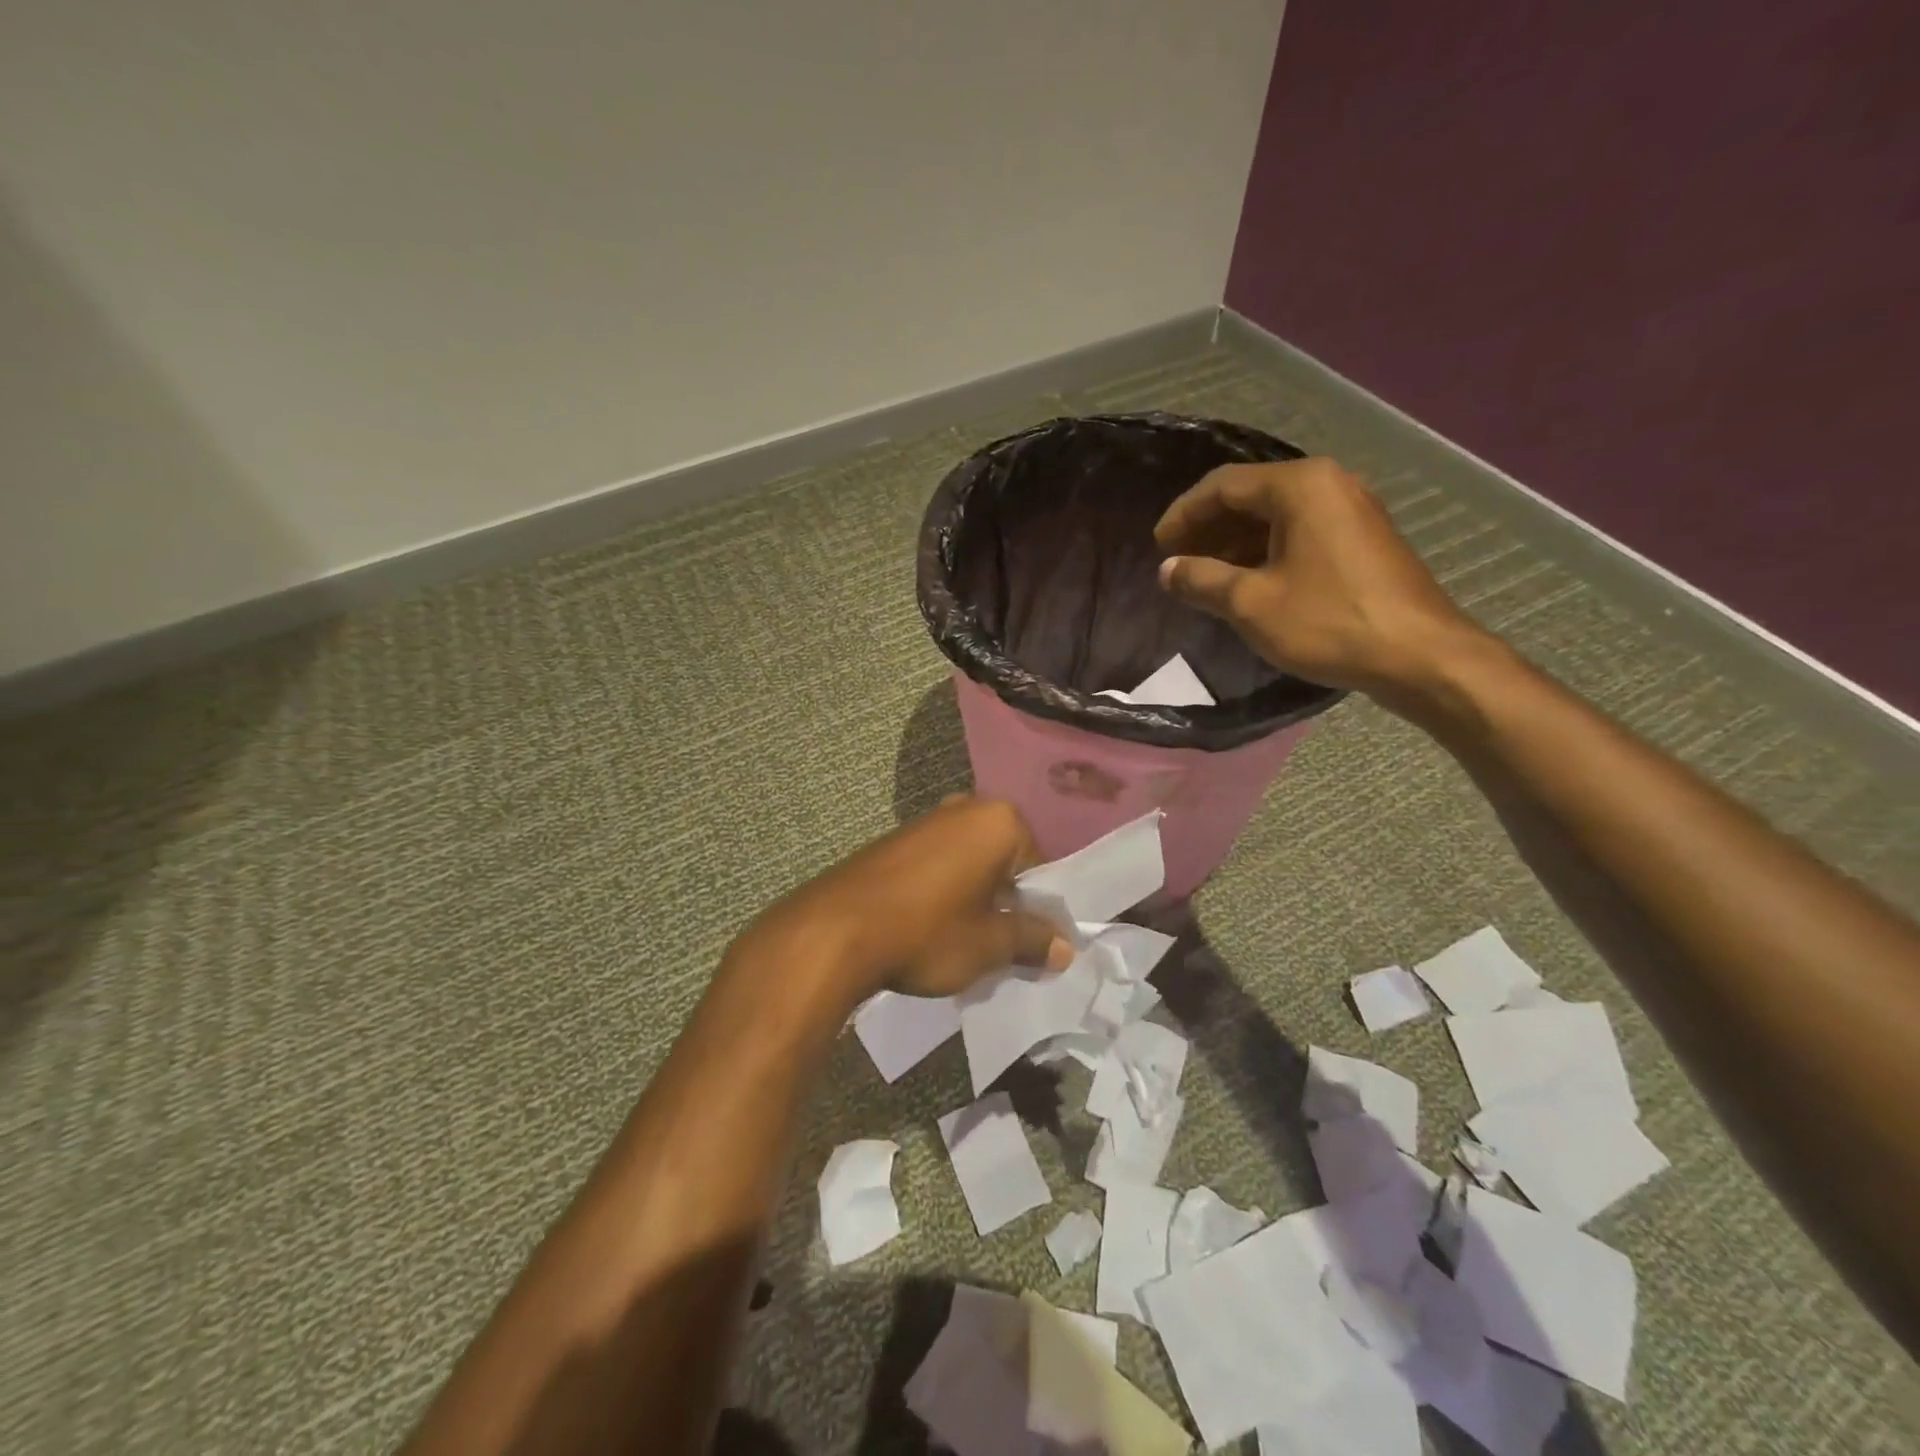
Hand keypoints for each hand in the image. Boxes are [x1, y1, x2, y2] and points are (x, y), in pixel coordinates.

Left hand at [736, 797, 1073, 1003]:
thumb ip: (1032, 940)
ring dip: (974, 898)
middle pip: (1004, 861)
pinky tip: (929, 928)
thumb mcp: (989, 945)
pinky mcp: (895, 840)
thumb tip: (1064, 947)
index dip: (1039, 910)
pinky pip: (938, 864)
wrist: (835, 931)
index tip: (1032, 945)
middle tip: (1000, 945)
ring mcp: (926, 821)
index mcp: (999, 821)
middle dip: (1005, 901)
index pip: (1040, 867)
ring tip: (964, 942)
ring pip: (970, 863)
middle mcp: (965, 808)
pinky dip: (944, 891)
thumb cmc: (927, 932)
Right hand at [1154, 457, 1487, 706]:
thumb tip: (1168, 570)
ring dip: (1235, 541)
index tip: (1158, 545)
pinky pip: (1300, 531)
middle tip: (1177, 560)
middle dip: (1208, 527)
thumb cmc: (1328, 622)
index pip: (1223, 485)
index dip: (1183, 514)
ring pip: (1276, 515)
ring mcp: (1351, 509)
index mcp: (1299, 486)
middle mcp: (1328, 483)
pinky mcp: (1363, 538)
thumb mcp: (1251, 604)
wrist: (1419, 655)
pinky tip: (1248, 582)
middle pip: (1251, 495)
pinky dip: (1266, 550)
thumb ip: (1201, 580)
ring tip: (1205, 575)